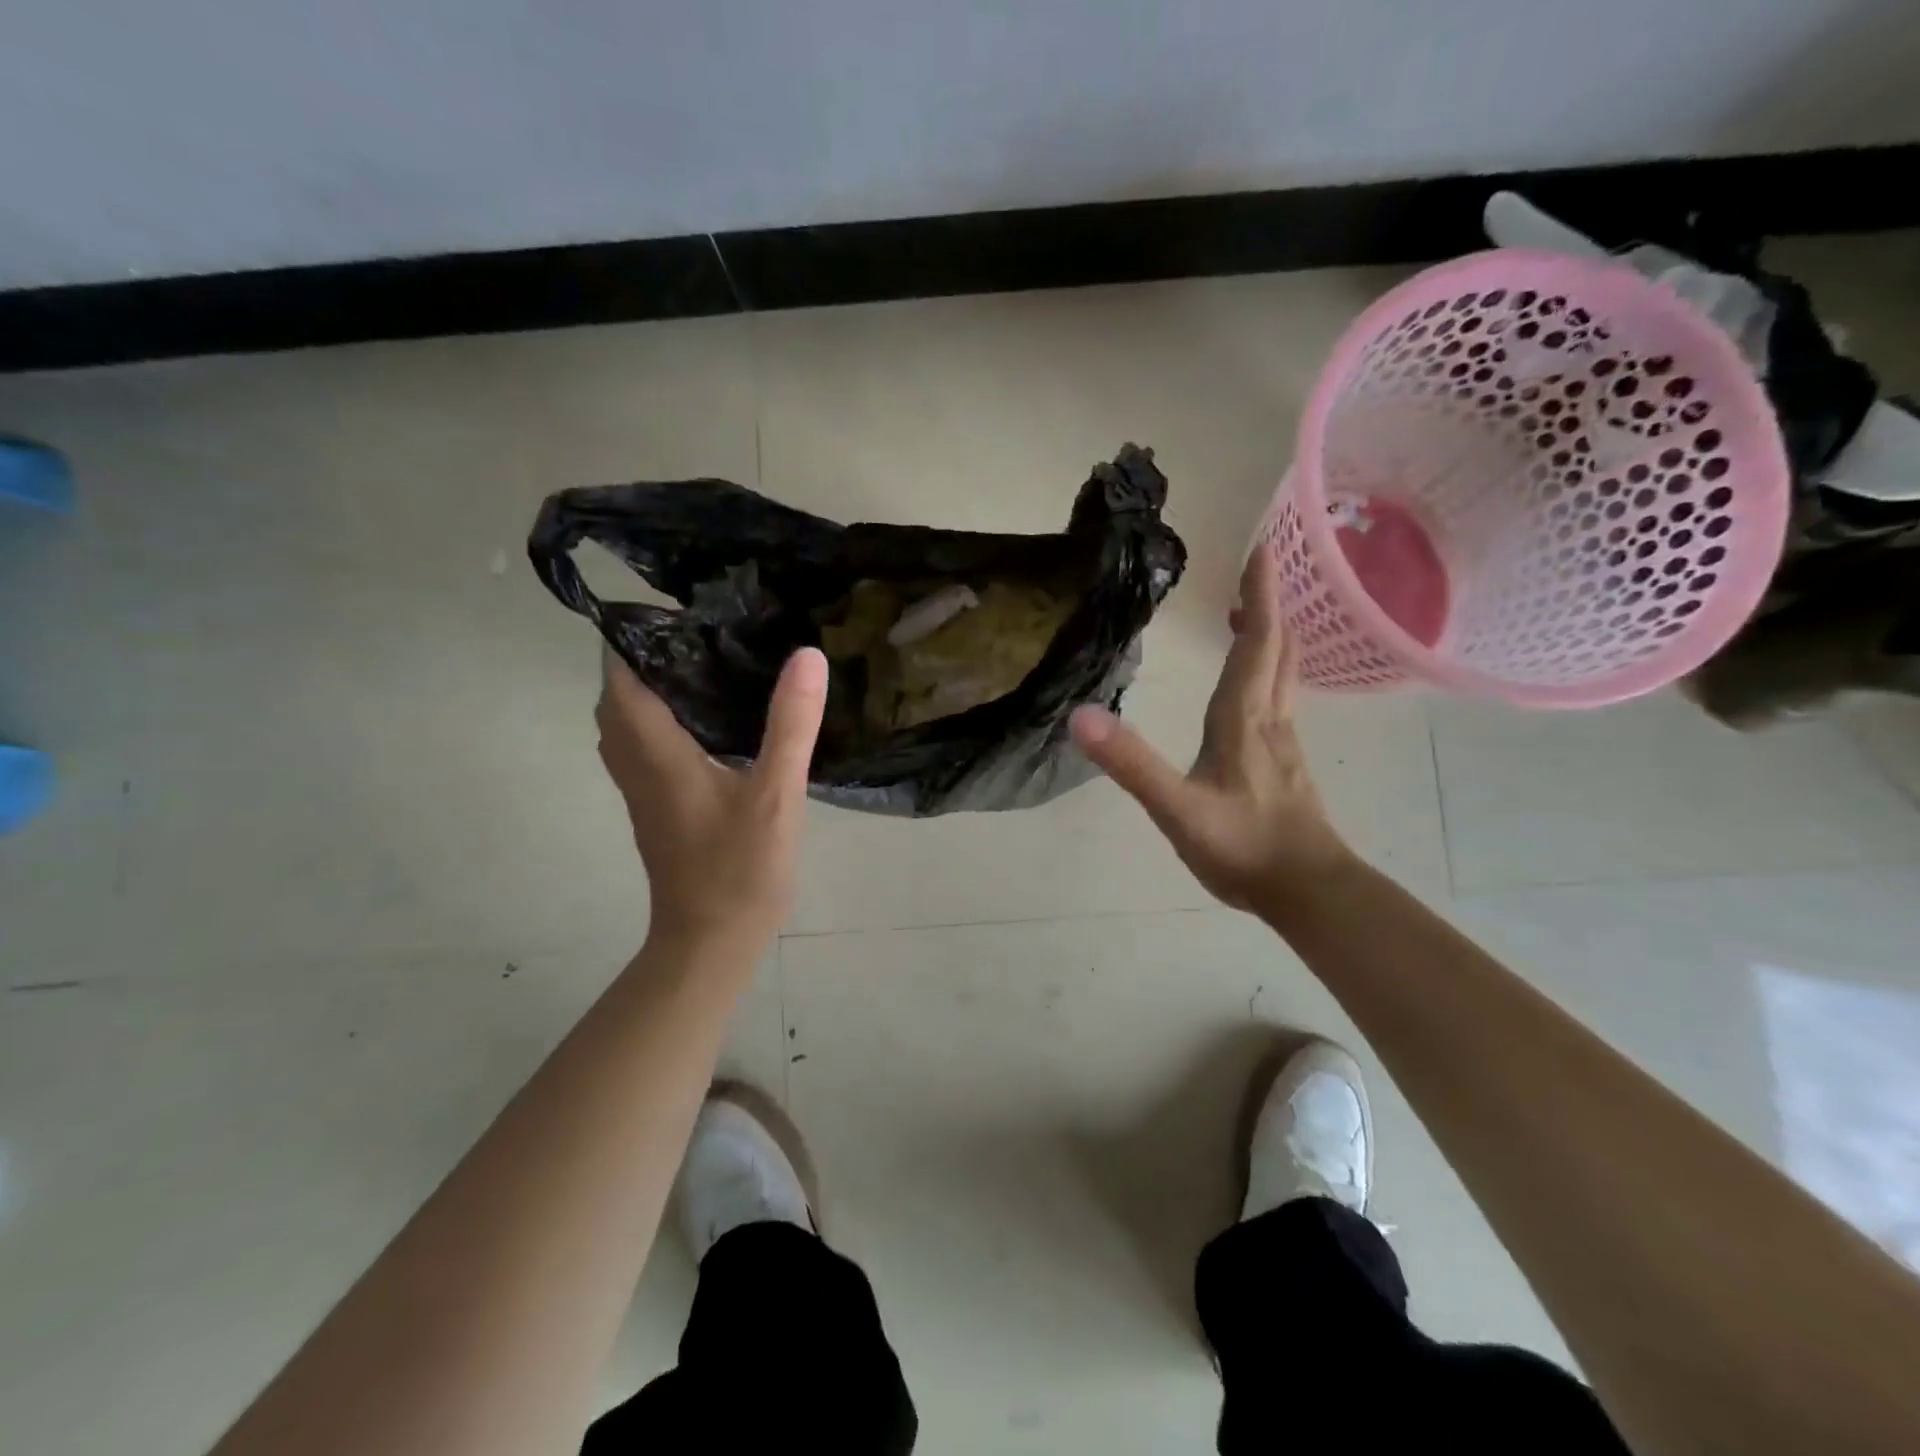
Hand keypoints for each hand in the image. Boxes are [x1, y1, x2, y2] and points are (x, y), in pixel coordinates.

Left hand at [596, 646, 827, 948]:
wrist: (712, 940)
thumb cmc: (739, 868)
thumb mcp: (775, 793)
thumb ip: (790, 724)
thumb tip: (806, 655)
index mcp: (655, 751)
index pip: (622, 675)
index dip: (639, 636)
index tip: (683, 610)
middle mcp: (635, 763)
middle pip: (619, 695)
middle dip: (648, 659)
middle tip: (703, 634)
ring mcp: (641, 789)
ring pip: (627, 723)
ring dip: (652, 691)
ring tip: (706, 666)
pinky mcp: (655, 807)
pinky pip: (643, 747)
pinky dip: (661, 721)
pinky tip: (709, 721)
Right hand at [1069, 543, 1356, 921]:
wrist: (1306, 890)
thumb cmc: (1242, 847)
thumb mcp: (1176, 808)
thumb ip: (1131, 764)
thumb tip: (1080, 717)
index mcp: (1242, 718)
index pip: (1257, 641)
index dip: (1261, 594)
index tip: (1262, 547)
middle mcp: (1269, 718)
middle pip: (1279, 647)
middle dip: (1270, 603)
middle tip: (1257, 567)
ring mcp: (1284, 741)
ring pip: (1287, 672)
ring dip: (1274, 634)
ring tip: (1253, 613)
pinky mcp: (1287, 764)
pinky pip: (1283, 698)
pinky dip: (1273, 670)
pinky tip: (1259, 685)